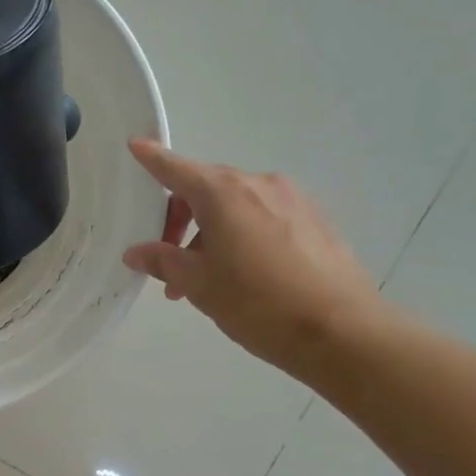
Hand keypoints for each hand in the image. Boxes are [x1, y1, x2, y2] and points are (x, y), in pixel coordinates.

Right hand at [121, 139, 382, 377]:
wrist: (340, 330)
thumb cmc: (256, 302)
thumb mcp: (199, 284)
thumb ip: (163, 261)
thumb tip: (138, 252)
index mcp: (223, 194)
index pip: (177, 169)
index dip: (153, 159)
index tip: (135, 145)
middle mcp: (258, 184)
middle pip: (206, 189)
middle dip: (179, 220)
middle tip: (167, 262)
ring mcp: (291, 200)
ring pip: (235, 208)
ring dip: (210, 235)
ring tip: (204, 281)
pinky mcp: (313, 220)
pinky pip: (263, 218)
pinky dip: (241, 237)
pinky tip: (242, 276)